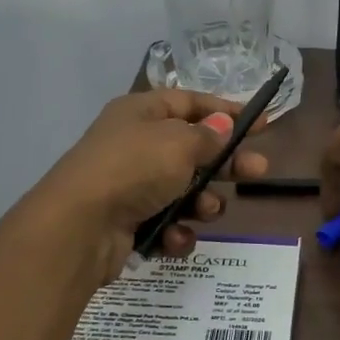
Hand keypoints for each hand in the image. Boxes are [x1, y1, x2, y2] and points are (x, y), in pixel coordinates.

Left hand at [25, 89, 269, 285]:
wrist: (79, 226)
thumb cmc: (134, 168)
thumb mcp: (179, 143)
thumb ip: (208, 136)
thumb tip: (222, 126)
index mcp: (142, 112)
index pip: (191, 103)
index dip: (226, 111)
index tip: (260, 124)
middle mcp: (136, 144)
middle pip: (193, 149)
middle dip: (226, 163)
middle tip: (258, 171)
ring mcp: (131, 185)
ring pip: (184, 191)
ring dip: (202, 203)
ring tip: (206, 210)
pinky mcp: (129, 222)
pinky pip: (167, 223)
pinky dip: (176, 231)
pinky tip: (174, 237)